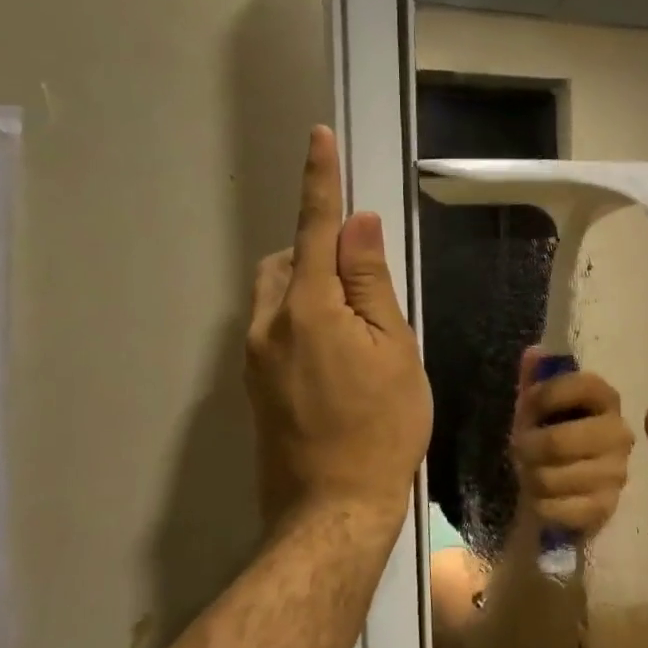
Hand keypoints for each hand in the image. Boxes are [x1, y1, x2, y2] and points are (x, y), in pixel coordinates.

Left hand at [245, 127, 432, 532]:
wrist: (332, 509)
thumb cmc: (382, 427)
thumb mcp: (394, 349)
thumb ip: (370, 283)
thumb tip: (357, 225)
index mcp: (307, 308)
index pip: (315, 228)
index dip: (320, 181)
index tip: (319, 138)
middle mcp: (267, 324)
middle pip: (285, 260)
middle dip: (317, 252)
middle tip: (365, 288)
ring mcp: (253, 358)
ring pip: (276, 295)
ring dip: (309, 288)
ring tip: (356, 331)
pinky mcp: (253, 385)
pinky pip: (274, 328)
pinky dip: (302, 320)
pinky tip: (336, 362)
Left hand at [510, 349, 633, 539]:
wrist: (560, 487)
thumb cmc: (548, 434)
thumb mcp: (536, 404)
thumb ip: (535, 377)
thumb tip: (535, 353)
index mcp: (605, 398)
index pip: (580, 386)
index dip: (543, 396)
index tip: (527, 407)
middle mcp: (619, 433)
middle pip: (558, 441)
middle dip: (528, 447)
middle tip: (520, 449)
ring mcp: (616, 473)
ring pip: (552, 477)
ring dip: (531, 476)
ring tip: (531, 472)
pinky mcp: (605, 508)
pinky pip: (558, 507)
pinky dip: (540, 504)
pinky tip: (542, 498)